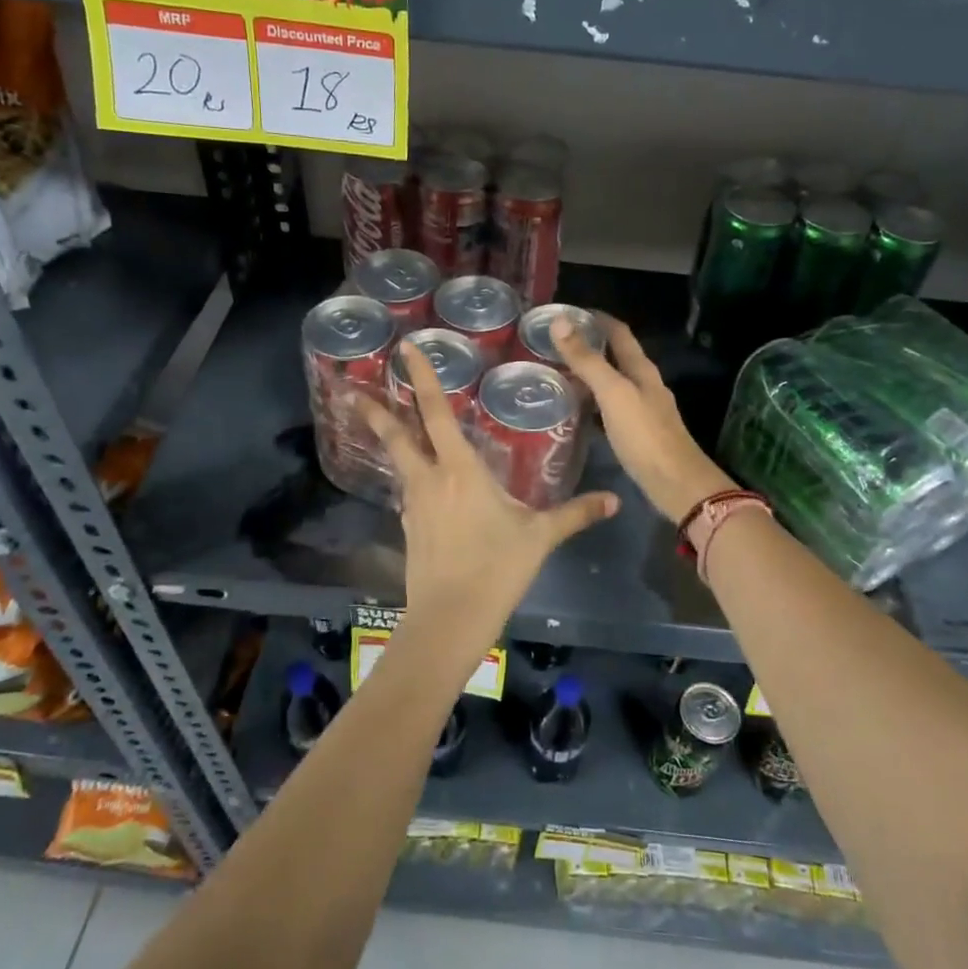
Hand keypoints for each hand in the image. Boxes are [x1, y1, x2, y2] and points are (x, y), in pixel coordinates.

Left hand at [360, 342, 617, 654]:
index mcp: (460, 471)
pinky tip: (416, 482)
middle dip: (375, 410)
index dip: (422, 379)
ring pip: (399, 463)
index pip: (437, 414)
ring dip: (388, 441)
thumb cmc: (496, 569)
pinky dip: (407, 477)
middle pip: (398, 436)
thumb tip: (615, 501)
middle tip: (352, 389)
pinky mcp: (409, 529)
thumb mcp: (540, 537)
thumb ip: (576, 514)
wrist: (450, 619)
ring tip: (379, 424)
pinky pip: (407, 492)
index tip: (405, 350)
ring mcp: (414, 506)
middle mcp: (430, 480)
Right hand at [551, 315, 733, 523]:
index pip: (619, 332)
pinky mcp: (638, 433)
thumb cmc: (645, 435)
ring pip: (613, 382)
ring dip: (590, 374)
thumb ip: (587, 360)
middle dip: (589, 346)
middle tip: (554, 344)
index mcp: (642, 369)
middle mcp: (645, 384)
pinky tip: (576, 410)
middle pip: (616, 356)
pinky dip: (592, 402)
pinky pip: (610, 408)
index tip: (567, 313)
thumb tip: (560, 321)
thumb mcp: (613, 393)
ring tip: (558, 373)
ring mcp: (643, 410)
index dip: (596, 319)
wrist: (676, 484)